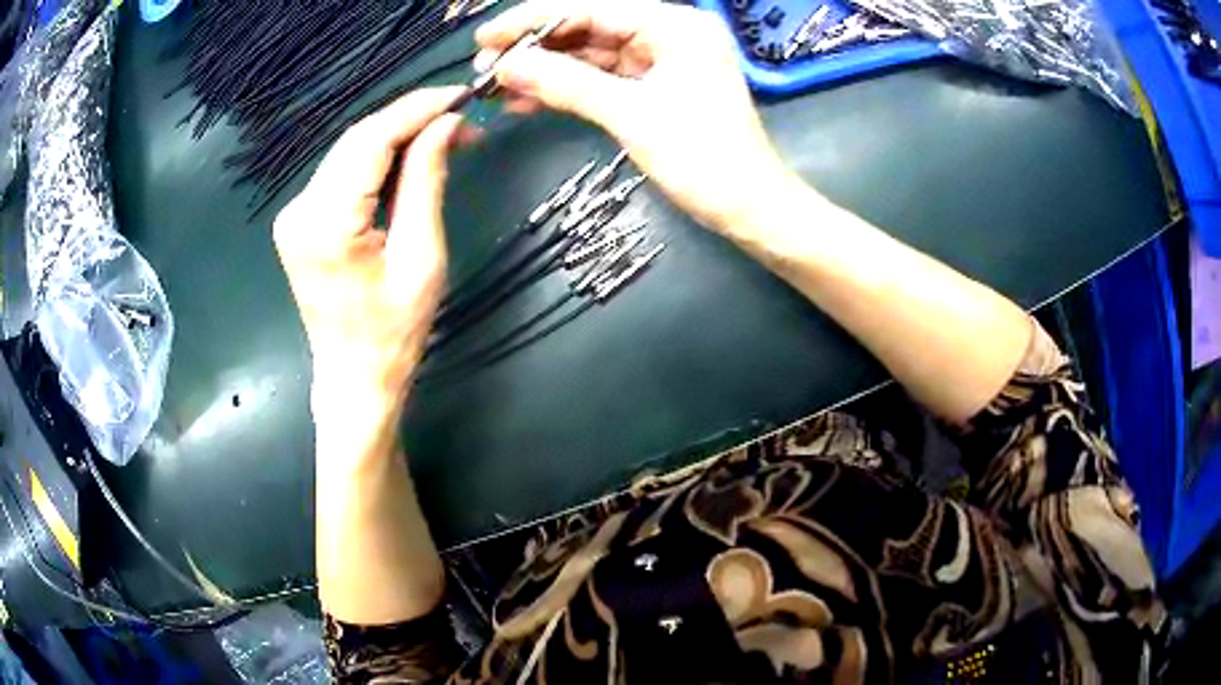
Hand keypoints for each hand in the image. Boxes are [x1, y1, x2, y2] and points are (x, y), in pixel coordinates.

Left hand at [273, 87, 465, 417]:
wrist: (353, 379)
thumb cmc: (394, 334)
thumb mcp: (421, 257)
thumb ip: (426, 182)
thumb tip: (446, 124)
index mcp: (327, 224)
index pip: (371, 140)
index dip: (417, 110)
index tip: (460, 96)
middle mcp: (299, 210)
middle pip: (357, 140)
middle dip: (411, 121)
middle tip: (462, 121)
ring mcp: (294, 215)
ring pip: (350, 152)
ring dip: (397, 139)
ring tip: (445, 139)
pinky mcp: (299, 220)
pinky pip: (342, 174)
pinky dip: (377, 161)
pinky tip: (409, 162)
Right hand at [475, 0, 792, 232]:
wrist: (749, 208)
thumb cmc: (704, 160)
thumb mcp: (631, 116)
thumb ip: (566, 83)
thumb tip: (505, 65)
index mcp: (675, 25)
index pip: (591, 7)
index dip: (532, 21)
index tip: (485, 38)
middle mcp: (669, 33)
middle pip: (589, 27)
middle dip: (536, 47)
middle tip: (485, 67)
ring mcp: (663, 60)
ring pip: (592, 54)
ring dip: (546, 69)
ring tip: (496, 87)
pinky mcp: (657, 86)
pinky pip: (604, 77)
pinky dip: (569, 88)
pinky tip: (528, 100)